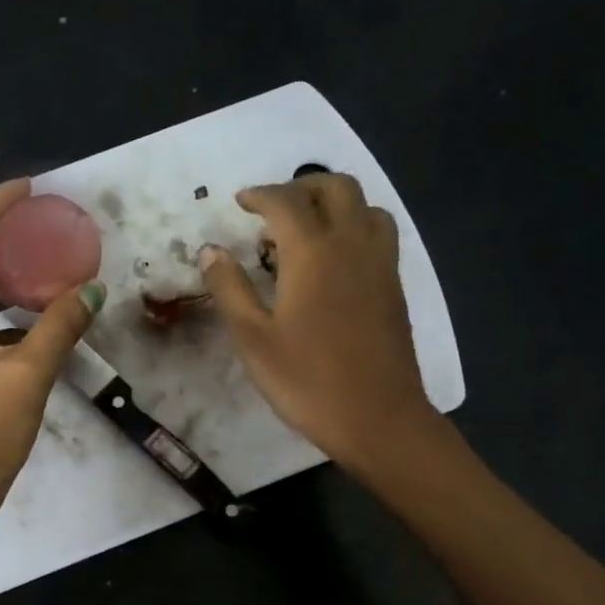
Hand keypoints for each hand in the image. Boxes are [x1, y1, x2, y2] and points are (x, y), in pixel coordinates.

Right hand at [200, 172, 445, 477]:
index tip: (240, 202)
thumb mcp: (253, 338)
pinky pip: (378, 233)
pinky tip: (334, 260)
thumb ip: (229, 288)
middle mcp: (352, 244)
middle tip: (272, 210)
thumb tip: (210, 250)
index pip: (285, 201)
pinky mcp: (394, 286)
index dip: (260, 195)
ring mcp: (380, 264)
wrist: (377, 418)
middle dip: (301, 186)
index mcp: (312, 252)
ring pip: (365, 206)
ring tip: (306, 230)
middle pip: (335, 187)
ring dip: (334, 203)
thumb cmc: (306, 381)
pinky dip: (354, 226)